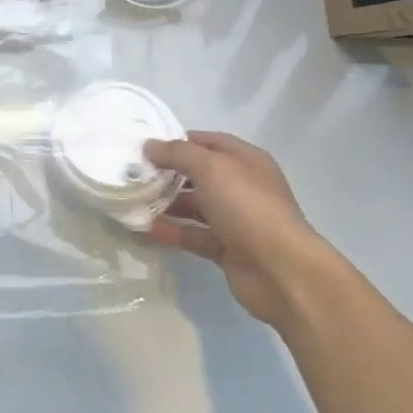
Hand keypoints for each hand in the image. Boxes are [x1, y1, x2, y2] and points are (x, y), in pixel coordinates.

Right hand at [143, 131, 334, 328]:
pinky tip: (144, 230)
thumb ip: (178, 153)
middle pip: (199, 175)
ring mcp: (235, 219)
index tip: (145, 148)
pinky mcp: (226, 248)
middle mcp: (242, 186)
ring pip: (194, 206)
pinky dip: (171, 232)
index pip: (207, 142)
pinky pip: (193, 235)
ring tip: (132, 202)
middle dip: (167, 174)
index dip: (177, 142)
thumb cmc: (247, 207)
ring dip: (166, 204)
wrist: (280, 270)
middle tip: (133, 175)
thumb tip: (149, 146)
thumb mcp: (211, 168)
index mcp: (245, 161)